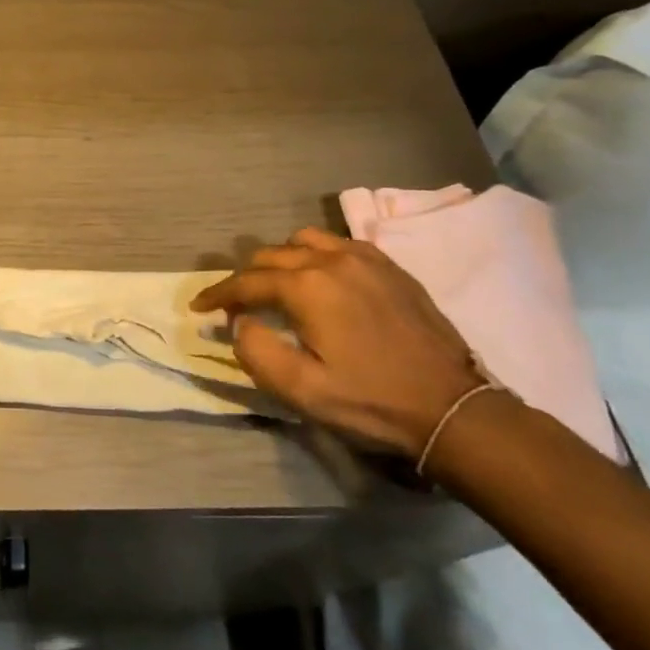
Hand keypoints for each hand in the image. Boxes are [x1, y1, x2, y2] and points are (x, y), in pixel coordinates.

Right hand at [190, 227, 483, 457]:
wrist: (451, 407)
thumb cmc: (370, 401)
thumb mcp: (300, 389)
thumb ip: (255, 350)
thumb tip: (242, 323)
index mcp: (306, 287)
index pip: (246, 282)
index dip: (217, 295)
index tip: (198, 308)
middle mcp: (332, 260)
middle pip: (270, 256)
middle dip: (245, 278)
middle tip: (237, 306)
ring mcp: (365, 259)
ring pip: (304, 241)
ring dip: (281, 261)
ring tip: (278, 287)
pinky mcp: (390, 267)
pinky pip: (339, 244)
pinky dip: (317, 255)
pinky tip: (321, 279)